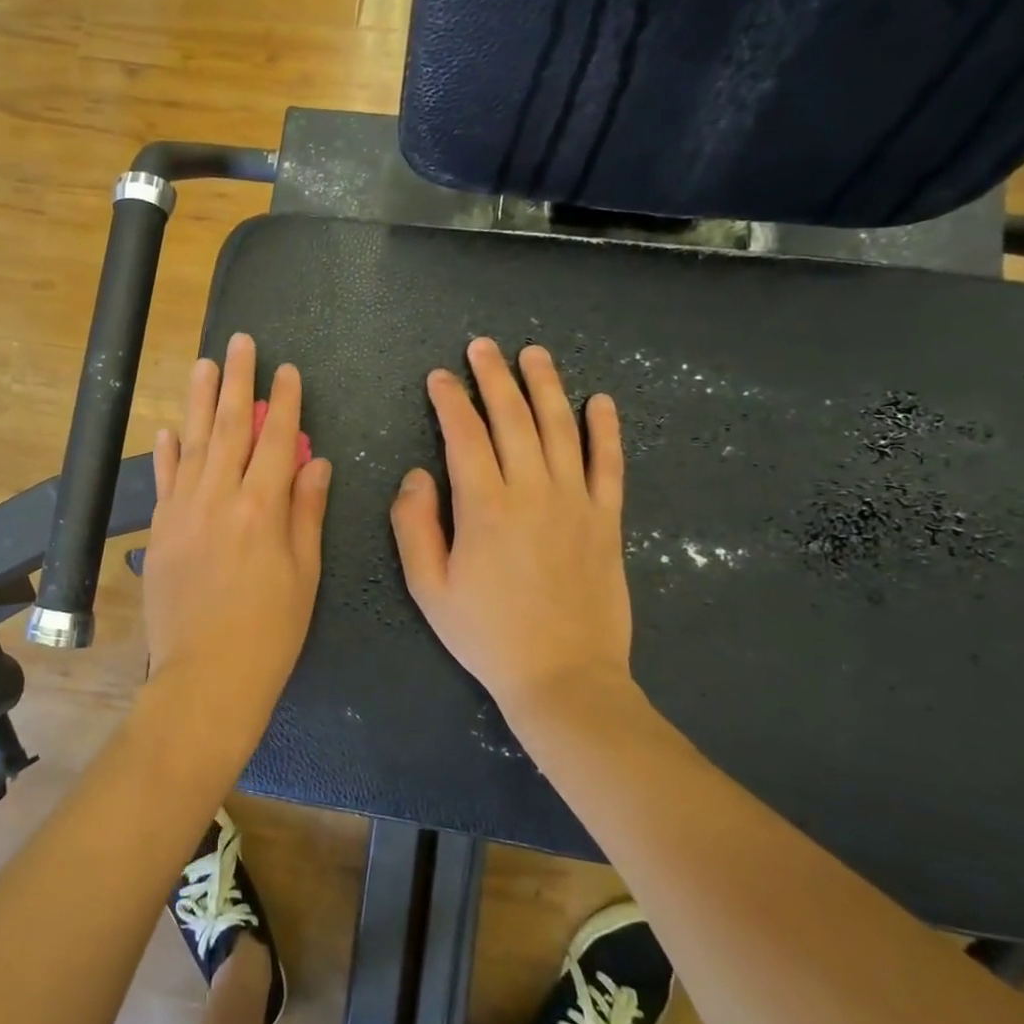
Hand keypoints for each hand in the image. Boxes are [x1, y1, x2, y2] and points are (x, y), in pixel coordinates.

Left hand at [143, 333, 332, 766]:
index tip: (287, 370)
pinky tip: (168, 428)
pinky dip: (166, 452)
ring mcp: (183, 512)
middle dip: (237, 382)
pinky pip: (164, 481)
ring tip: (204, 364)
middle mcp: (220, 499)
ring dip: (198, 400)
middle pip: (229, 428)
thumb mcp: (305, 575)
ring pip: (192, 443)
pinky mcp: (160, 532)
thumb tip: (315, 462)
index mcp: (263, 509)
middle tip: (240, 343)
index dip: (283, 402)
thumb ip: (307, 512)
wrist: (206, 676)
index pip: (276, 441)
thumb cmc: (270, 632)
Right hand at [391, 338, 640, 731]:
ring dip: (546, 386)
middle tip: (482, 347)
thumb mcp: (428, 588)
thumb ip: (414, 526)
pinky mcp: (607, 519)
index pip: (463, 436)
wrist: (563, 677)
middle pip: (512, 419)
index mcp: (484, 506)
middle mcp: (532, 491)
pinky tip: (600, 401)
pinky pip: (609, 464)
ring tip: (534, 353)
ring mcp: (575, 502)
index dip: (449, 401)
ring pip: (561, 428)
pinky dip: (605, 429)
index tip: (439, 378)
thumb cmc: (486, 634)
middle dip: (493, 378)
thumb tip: (417, 475)